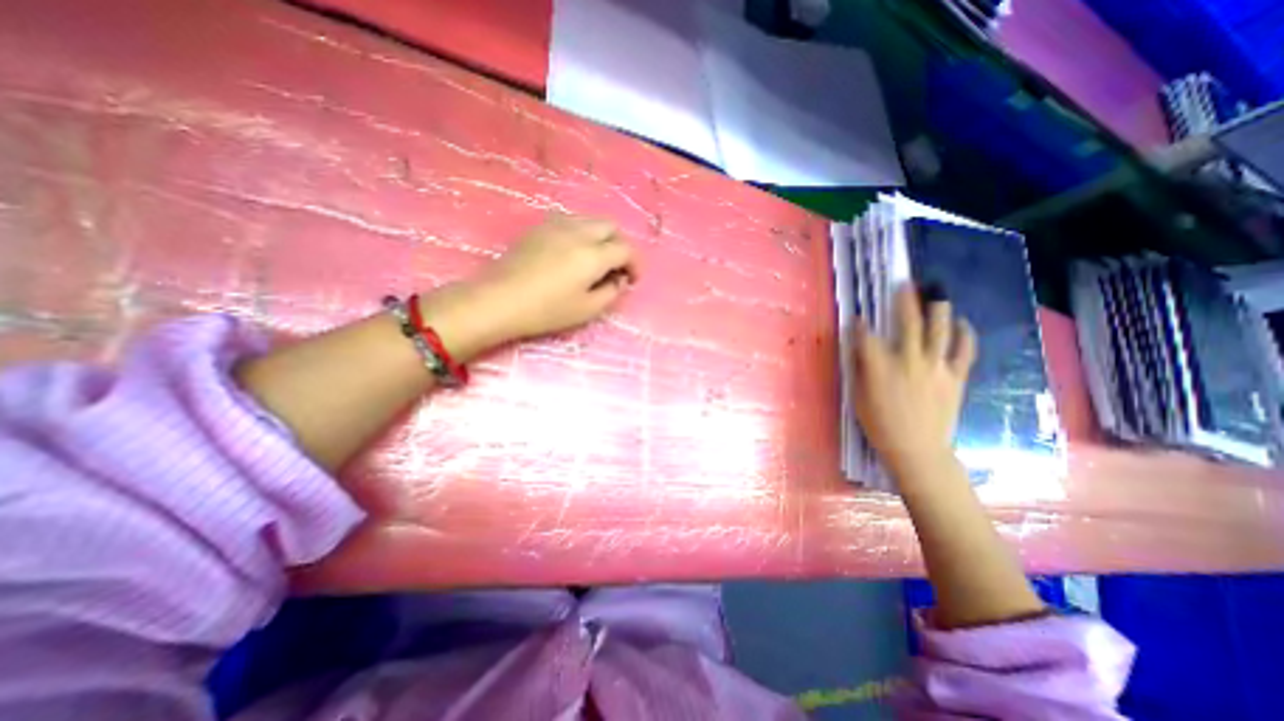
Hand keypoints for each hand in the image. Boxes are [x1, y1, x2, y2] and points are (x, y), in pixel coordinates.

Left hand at [472, 213, 631, 337]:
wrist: (499, 300)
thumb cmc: (547, 310)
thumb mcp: (587, 309)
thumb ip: (611, 292)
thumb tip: (619, 280)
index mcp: (593, 254)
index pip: (626, 249)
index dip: (635, 264)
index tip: (632, 280)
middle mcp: (578, 232)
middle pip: (611, 227)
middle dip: (620, 245)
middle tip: (616, 268)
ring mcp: (557, 225)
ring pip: (591, 220)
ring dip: (602, 237)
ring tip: (596, 260)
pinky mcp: (540, 227)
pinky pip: (572, 222)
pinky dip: (583, 234)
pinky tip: (574, 254)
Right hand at [851, 286, 974, 479]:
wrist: (917, 449)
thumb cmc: (880, 424)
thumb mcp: (859, 397)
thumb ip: (860, 368)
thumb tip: (859, 346)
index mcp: (880, 367)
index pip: (867, 336)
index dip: (861, 324)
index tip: (859, 316)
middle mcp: (909, 360)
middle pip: (908, 323)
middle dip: (904, 300)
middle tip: (905, 283)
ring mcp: (936, 367)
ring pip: (939, 329)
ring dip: (937, 308)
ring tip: (936, 293)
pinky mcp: (955, 376)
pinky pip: (964, 349)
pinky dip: (964, 333)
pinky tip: (961, 322)